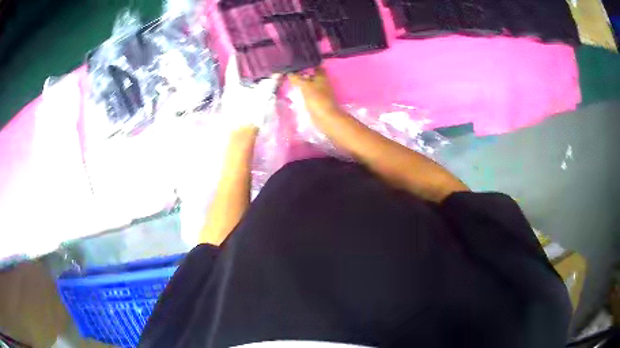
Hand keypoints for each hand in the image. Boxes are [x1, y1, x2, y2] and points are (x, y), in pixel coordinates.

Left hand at [221, 56, 280, 130]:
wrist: (242, 134)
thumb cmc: (250, 112)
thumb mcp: (263, 94)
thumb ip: (271, 83)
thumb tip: (279, 73)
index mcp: (233, 85)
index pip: (232, 69)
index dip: (234, 61)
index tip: (235, 53)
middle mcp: (228, 92)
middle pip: (233, 78)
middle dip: (240, 71)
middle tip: (247, 63)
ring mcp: (229, 103)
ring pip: (236, 88)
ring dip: (243, 82)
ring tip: (252, 76)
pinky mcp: (233, 111)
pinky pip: (239, 96)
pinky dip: (244, 92)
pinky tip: (251, 92)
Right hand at [288, 67, 341, 119]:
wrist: (325, 117)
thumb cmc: (316, 99)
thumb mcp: (304, 86)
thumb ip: (297, 78)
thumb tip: (289, 72)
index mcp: (322, 76)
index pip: (316, 66)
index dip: (308, 64)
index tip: (298, 62)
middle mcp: (323, 83)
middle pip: (313, 76)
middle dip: (304, 74)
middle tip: (292, 72)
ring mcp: (321, 93)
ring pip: (311, 85)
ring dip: (303, 83)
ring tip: (291, 81)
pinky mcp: (318, 101)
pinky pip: (310, 93)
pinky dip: (304, 92)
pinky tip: (296, 92)